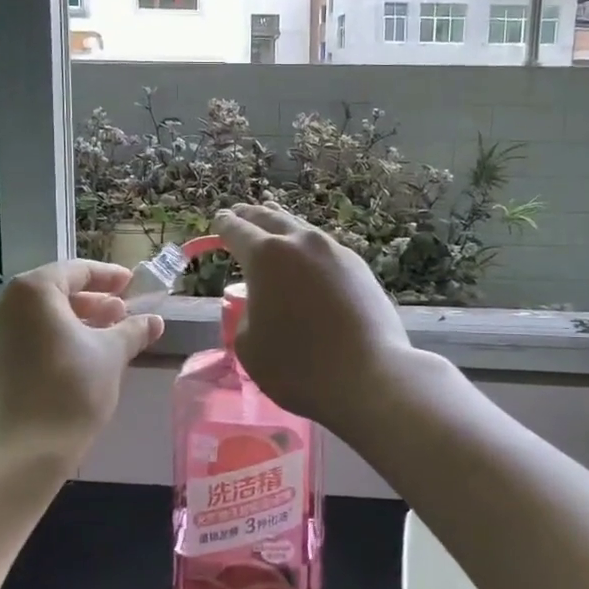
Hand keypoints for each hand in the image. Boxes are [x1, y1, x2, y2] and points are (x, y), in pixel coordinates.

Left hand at [0, 260, 163, 462]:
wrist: (21, 454)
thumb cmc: (70, 391)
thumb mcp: (111, 355)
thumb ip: (133, 330)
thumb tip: (154, 320)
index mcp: (33, 291)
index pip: (76, 271)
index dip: (108, 276)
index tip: (132, 284)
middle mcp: (5, 304)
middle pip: (55, 291)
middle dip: (93, 300)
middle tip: (123, 312)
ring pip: (41, 316)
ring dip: (76, 321)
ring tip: (108, 335)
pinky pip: (28, 336)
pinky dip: (55, 338)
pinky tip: (81, 357)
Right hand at [213, 203, 413, 429]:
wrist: (369, 376)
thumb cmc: (297, 365)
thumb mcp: (249, 346)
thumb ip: (246, 315)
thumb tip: (260, 304)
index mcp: (265, 256)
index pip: (237, 230)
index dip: (225, 225)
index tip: (220, 219)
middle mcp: (301, 243)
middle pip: (271, 218)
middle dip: (253, 216)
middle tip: (241, 212)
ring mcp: (335, 252)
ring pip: (302, 229)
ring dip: (284, 225)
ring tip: (274, 221)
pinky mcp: (360, 268)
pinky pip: (325, 248)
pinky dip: (309, 248)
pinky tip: (309, 257)